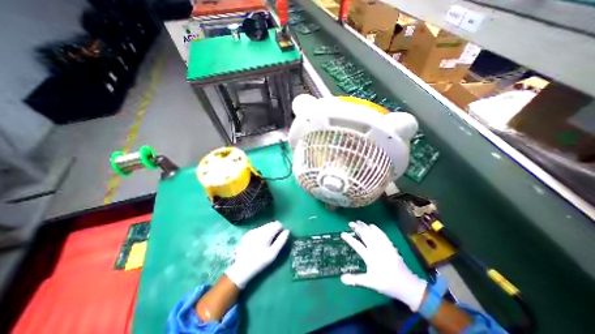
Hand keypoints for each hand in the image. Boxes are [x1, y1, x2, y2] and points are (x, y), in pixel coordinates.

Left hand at [223, 220, 290, 287]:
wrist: (241, 269)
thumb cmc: (259, 262)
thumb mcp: (272, 254)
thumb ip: (281, 241)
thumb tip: (287, 231)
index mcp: (265, 234)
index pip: (277, 224)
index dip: (281, 229)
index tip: (282, 236)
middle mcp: (258, 229)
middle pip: (271, 224)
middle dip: (275, 229)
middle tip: (276, 240)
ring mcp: (252, 231)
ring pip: (265, 226)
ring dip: (269, 230)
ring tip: (268, 242)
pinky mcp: (248, 234)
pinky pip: (259, 229)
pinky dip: (263, 233)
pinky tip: (261, 242)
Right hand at [339, 221, 426, 311]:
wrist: (407, 285)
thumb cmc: (386, 283)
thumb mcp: (370, 283)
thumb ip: (355, 280)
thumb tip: (342, 279)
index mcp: (370, 258)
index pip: (357, 245)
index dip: (349, 239)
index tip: (342, 233)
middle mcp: (376, 249)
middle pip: (365, 235)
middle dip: (357, 228)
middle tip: (350, 223)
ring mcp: (384, 246)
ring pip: (373, 233)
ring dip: (365, 226)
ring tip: (359, 221)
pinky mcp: (390, 246)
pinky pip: (382, 234)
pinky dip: (376, 229)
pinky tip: (372, 225)